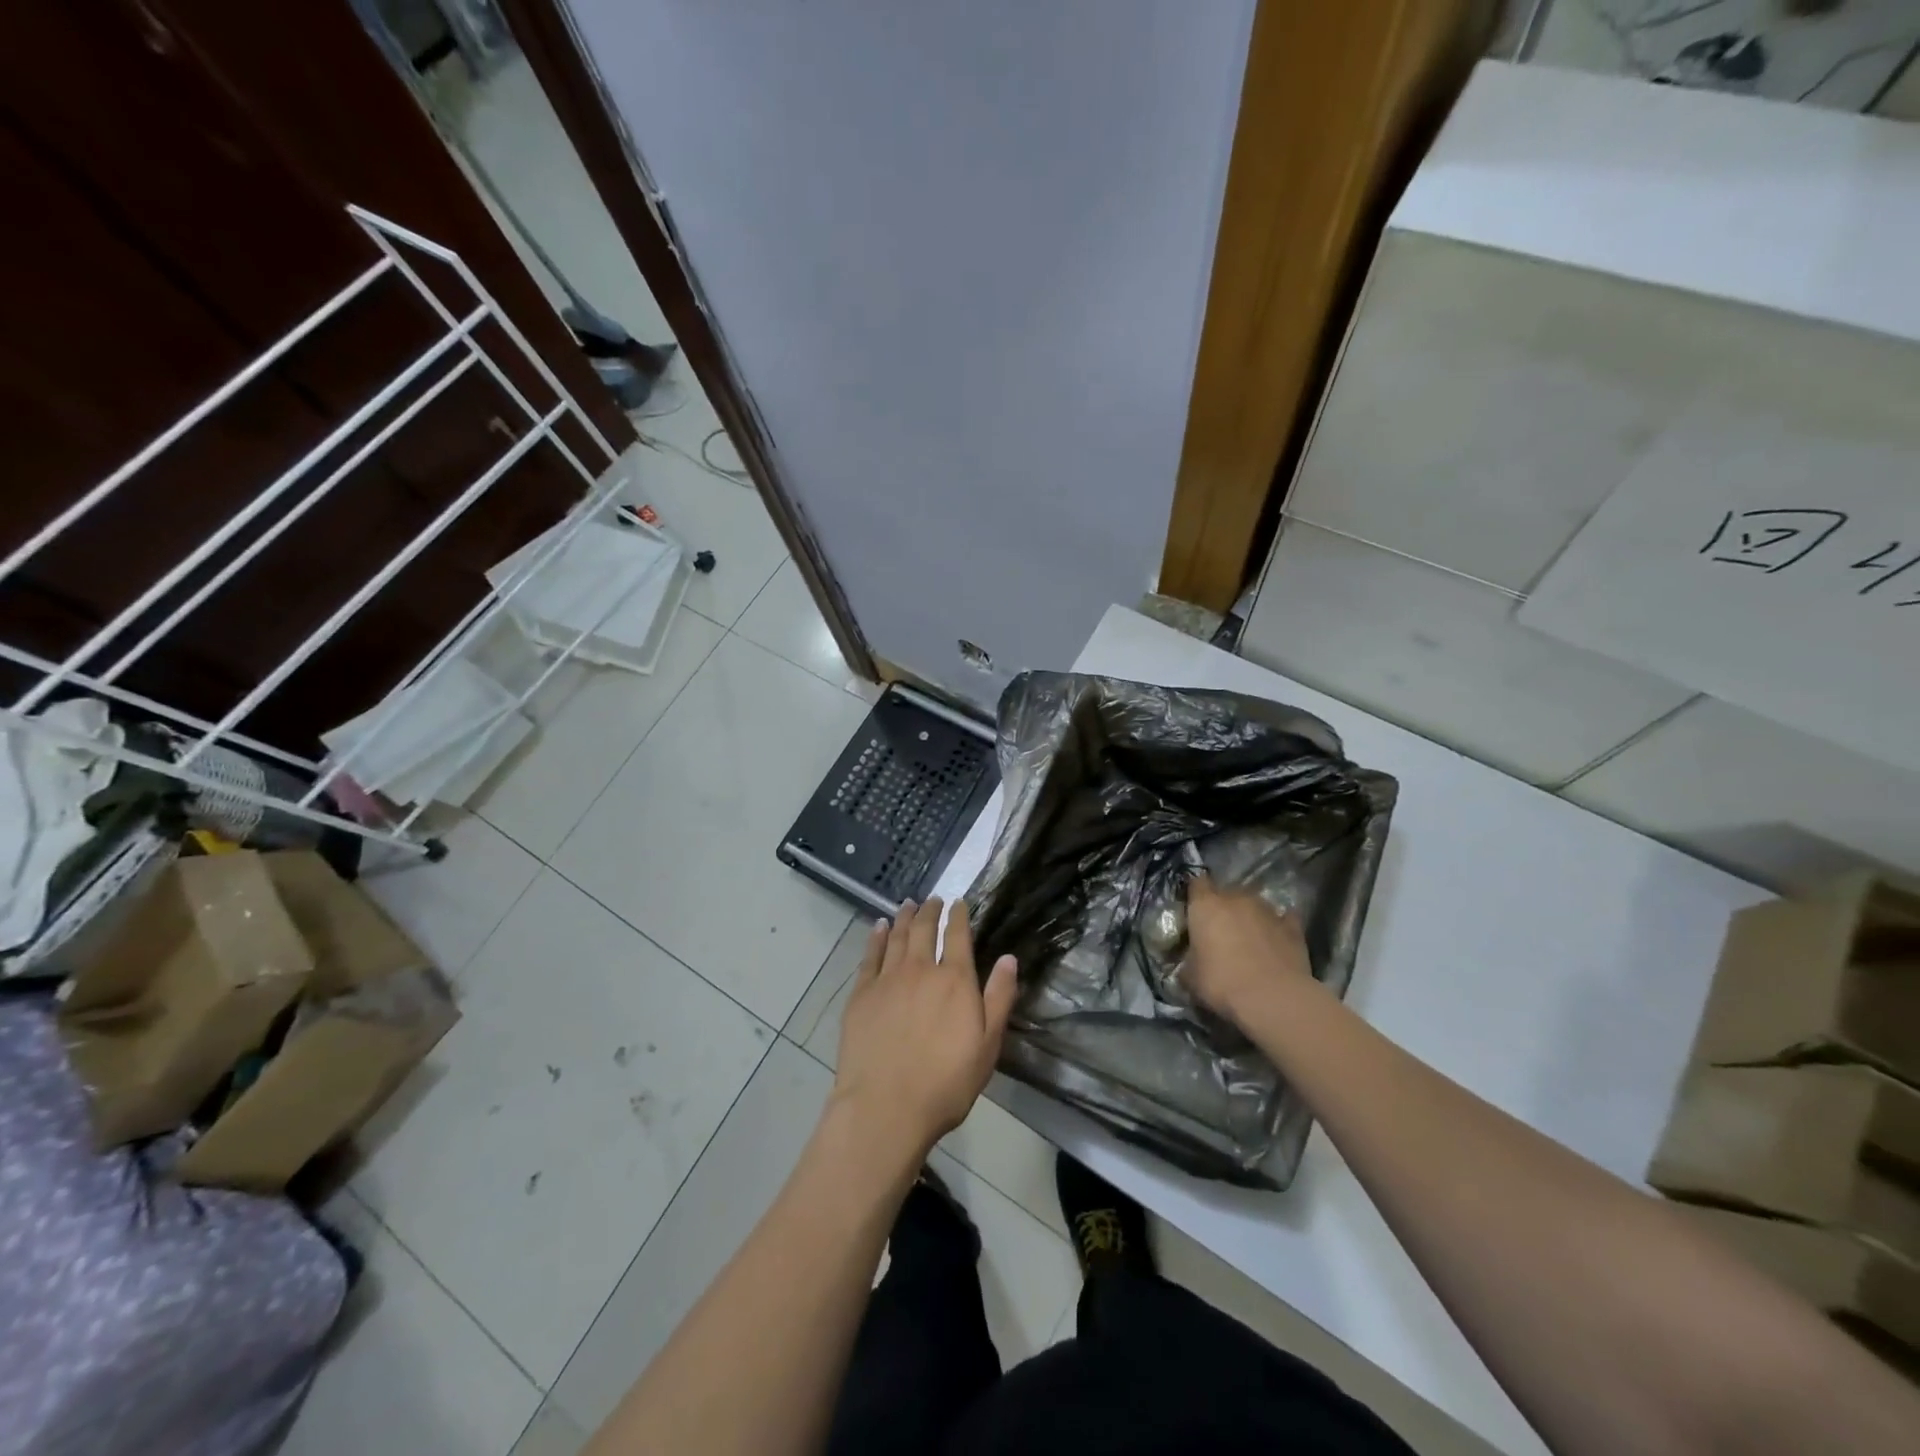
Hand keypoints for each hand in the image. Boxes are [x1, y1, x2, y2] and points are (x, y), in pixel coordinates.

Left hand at [831, 898, 1018, 1159]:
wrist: (885, 1106)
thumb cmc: (945, 1082)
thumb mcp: (987, 1046)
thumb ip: (999, 998)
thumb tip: (1009, 958)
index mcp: (955, 980)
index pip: (958, 936)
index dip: (959, 916)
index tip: (959, 902)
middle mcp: (920, 969)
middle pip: (925, 929)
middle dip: (931, 911)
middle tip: (933, 899)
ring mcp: (887, 979)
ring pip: (897, 936)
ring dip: (904, 917)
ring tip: (908, 904)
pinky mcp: (861, 993)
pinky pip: (870, 955)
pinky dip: (876, 937)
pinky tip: (879, 928)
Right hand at [1184, 874, 1311, 1025]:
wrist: (1273, 998)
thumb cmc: (1221, 982)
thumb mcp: (1190, 977)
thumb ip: (1187, 963)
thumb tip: (1188, 965)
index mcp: (1206, 905)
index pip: (1196, 883)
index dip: (1194, 894)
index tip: (1193, 910)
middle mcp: (1236, 898)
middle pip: (1227, 892)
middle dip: (1223, 907)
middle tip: (1220, 931)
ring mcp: (1267, 910)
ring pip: (1255, 904)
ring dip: (1250, 916)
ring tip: (1248, 939)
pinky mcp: (1294, 927)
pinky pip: (1283, 919)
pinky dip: (1278, 926)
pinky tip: (1275, 940)